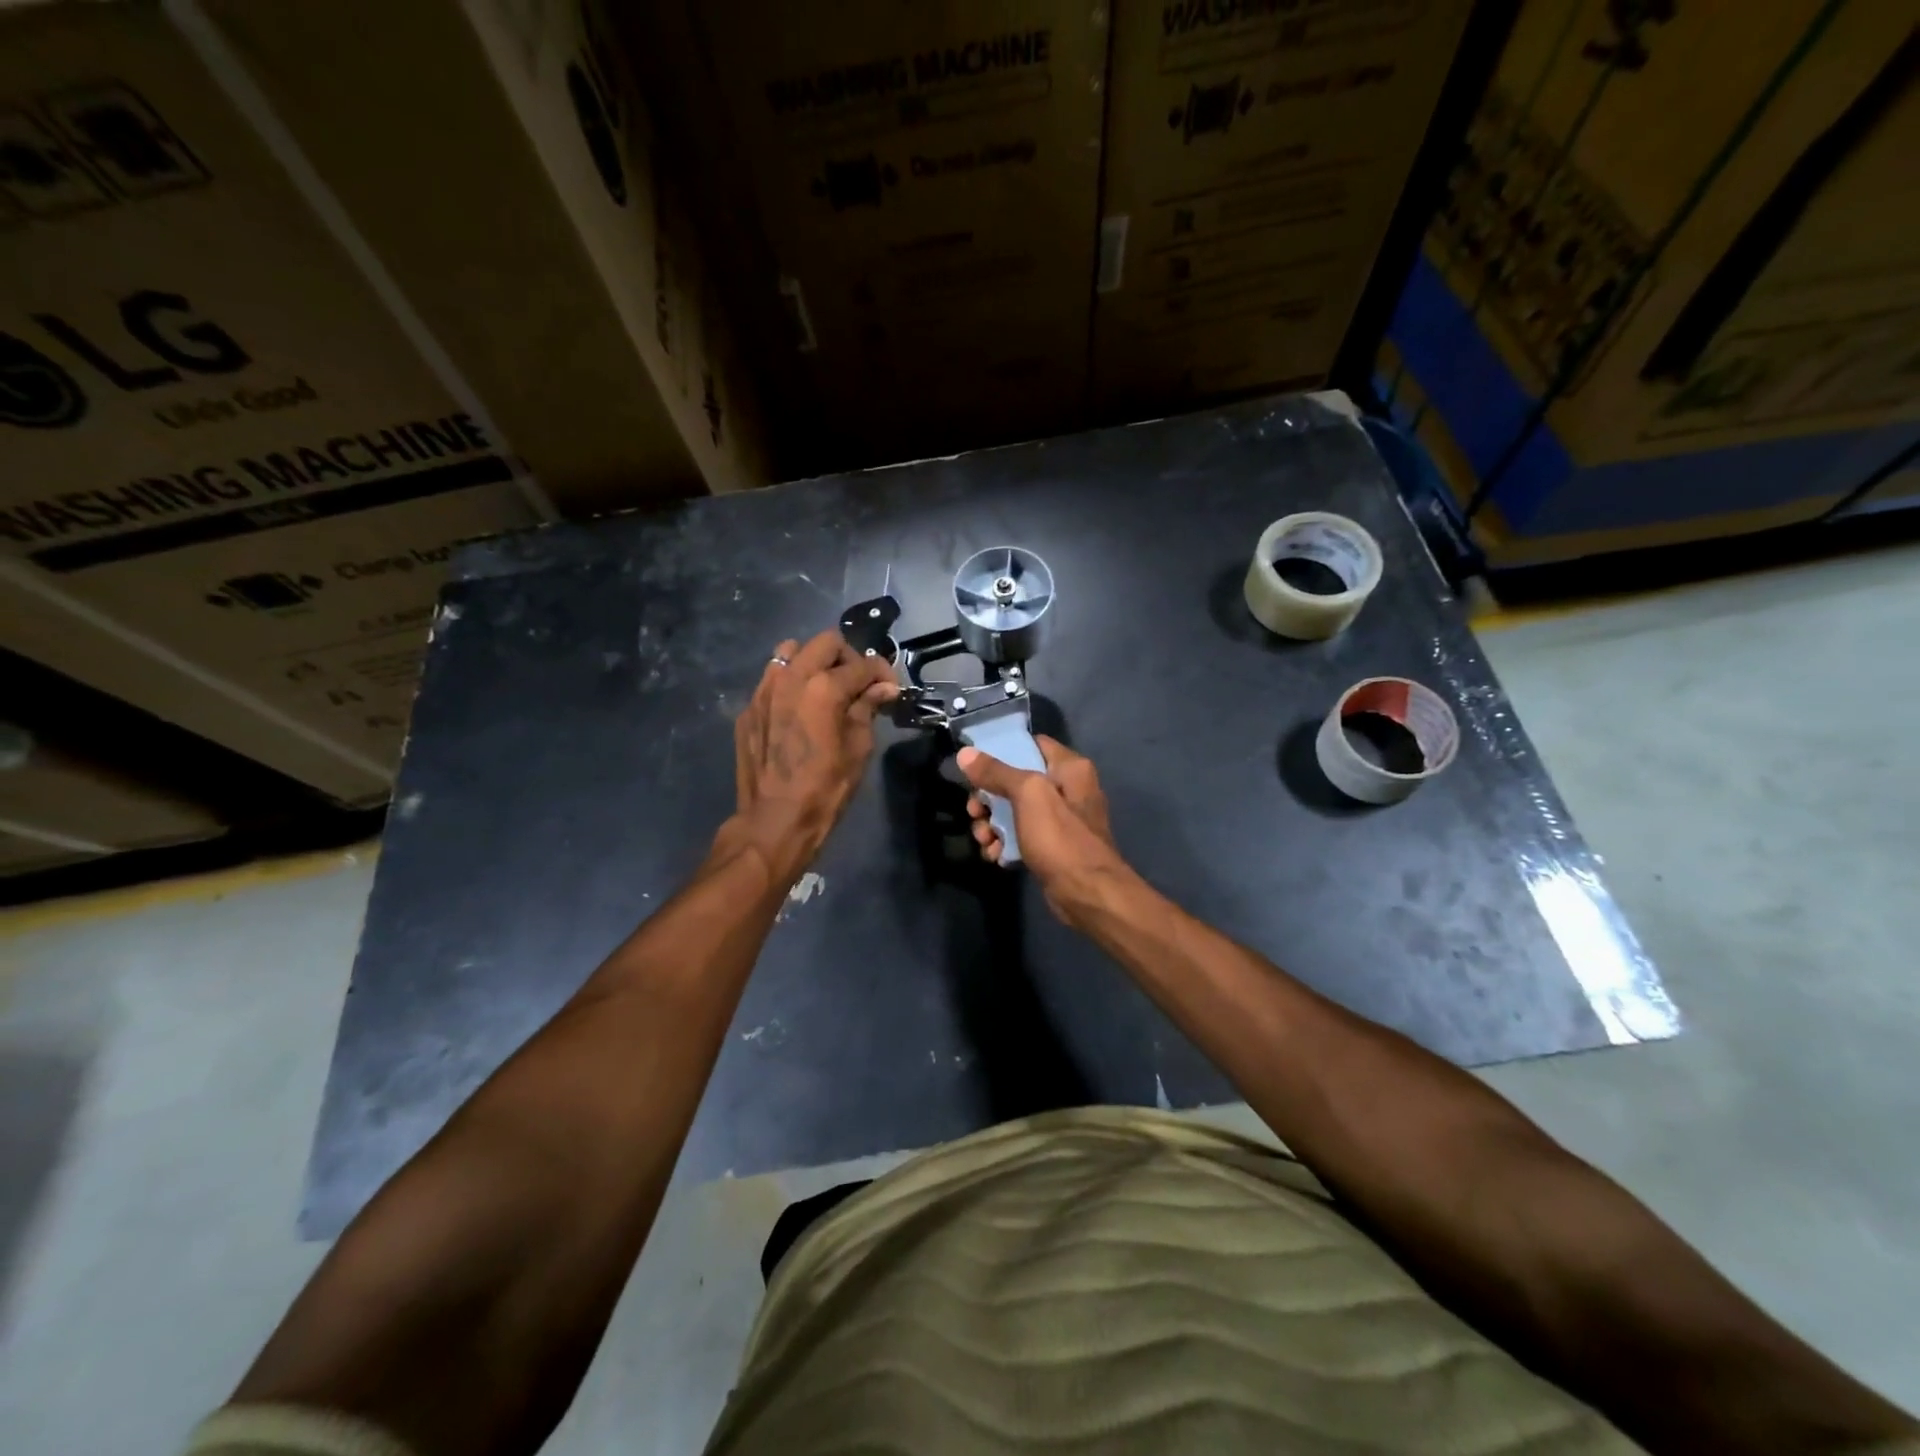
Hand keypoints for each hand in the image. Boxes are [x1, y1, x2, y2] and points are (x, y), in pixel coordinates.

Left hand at [724, 630, 896, 884]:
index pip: (862, 664)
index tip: (889, 689)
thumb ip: (868, 708)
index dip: (882, 673)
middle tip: (858, 684)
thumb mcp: (859, 748)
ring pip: (790, 653)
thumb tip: (883, 688)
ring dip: (813, 663)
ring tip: (824, 689)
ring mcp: (763, 690)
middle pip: (825, 643)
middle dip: (847, 657)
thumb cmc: (826, 787)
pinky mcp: (748, 708)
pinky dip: (790, 685)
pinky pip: (771, 680)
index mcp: (823, 686)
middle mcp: (790, 677)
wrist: (775, 819)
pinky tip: (798, 712)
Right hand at [957, 736, 1132, 924]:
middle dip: (989, 797)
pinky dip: (1006, 843)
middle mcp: (1068, 788)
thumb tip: (964, 754)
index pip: (1031, 744)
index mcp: (1070, 768)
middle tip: (975, 812)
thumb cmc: (1060, 837)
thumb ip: (996, 772)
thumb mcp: (1028, 795)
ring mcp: (1061, 820)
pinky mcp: (1053, 847)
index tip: (974, 765)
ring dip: (993, 824)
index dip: (1001, 751)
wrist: (1087, 893)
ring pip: (1015, 811)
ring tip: (984, 840)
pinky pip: (1022, 836)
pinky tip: (996, 856)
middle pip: (1016, 780)